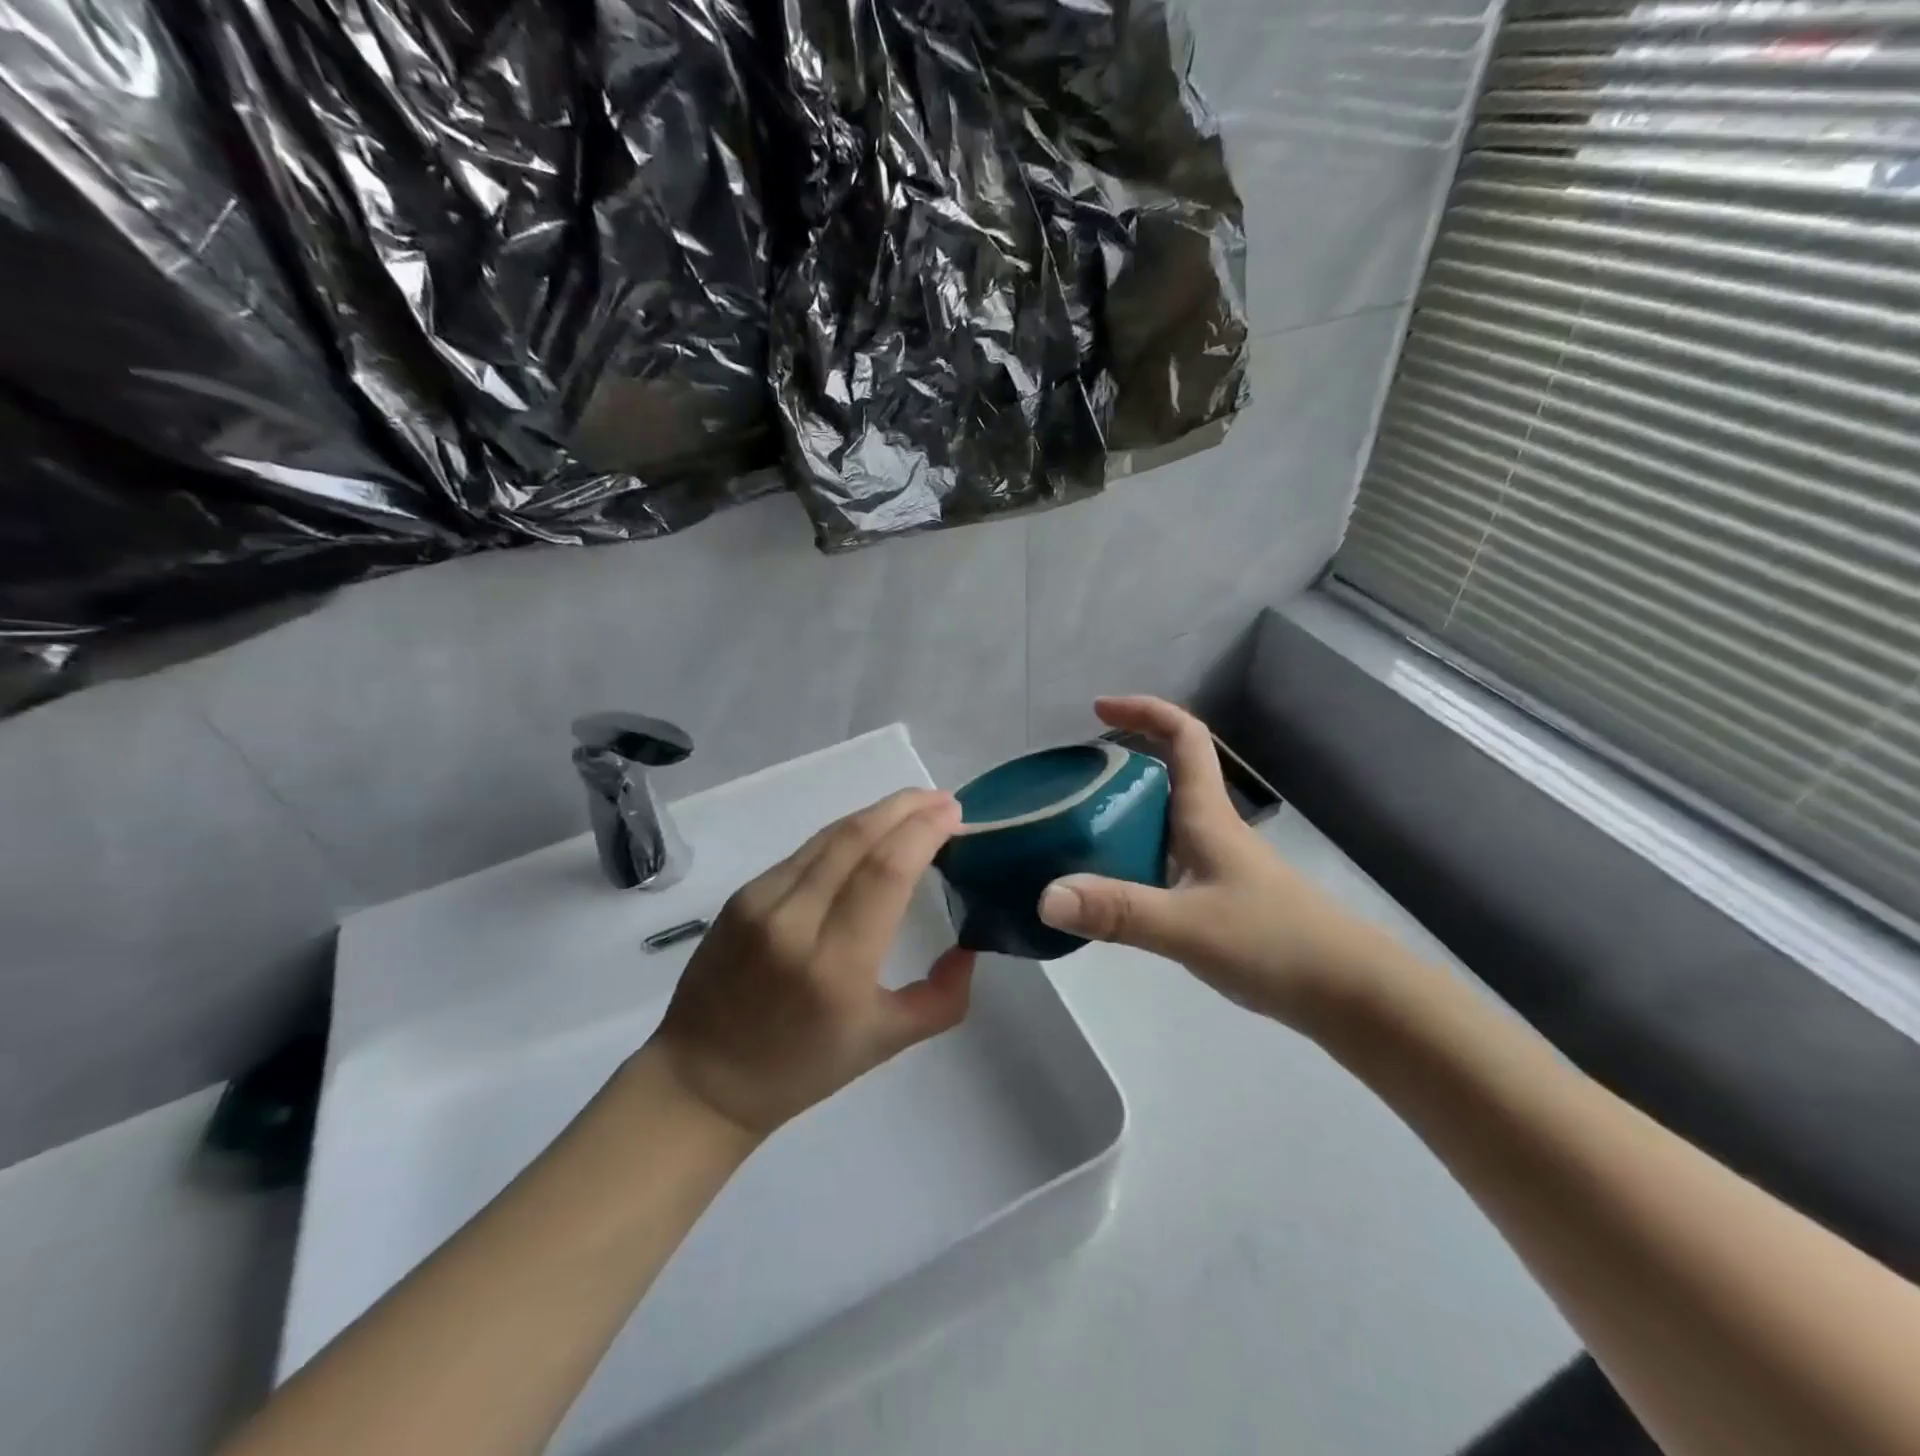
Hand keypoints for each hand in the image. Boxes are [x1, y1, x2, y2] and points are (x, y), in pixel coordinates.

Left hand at [649, 789, 974, 1135]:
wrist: (704, 1079)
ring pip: (830, 836)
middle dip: (906, 807)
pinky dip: (845, 835)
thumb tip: (969, 948)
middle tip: (943, 800)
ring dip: (877, 813)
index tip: (955, 814)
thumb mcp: (886, 1043)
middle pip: (858, 838)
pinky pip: (805, 852)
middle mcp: (795, 922)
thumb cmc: (801, 1069)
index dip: (923, 832)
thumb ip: (942, 998)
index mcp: (836, 966)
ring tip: (914, 807)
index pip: (886, 871)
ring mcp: (761, 902)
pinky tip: (868, 835)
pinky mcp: (742, 895)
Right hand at [1035, 697, 1381, 1026]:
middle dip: (1121, 765)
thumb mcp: (1188, 926)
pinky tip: (1111, 891)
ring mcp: (1219, 866)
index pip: (1184, 737)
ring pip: (1164, 822)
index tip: (1098, 708)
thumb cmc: (1275, 944)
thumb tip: (1044, 896)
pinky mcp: (1221, 900)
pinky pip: (1166, 862)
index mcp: (1208, 816)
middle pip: (1168, 775)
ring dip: (1123, 815)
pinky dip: (1134, 860)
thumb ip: (1118, 911)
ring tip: (1074, 832)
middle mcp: (1213, 831)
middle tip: (1070, 783)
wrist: (1350, 995)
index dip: (1144, 710)